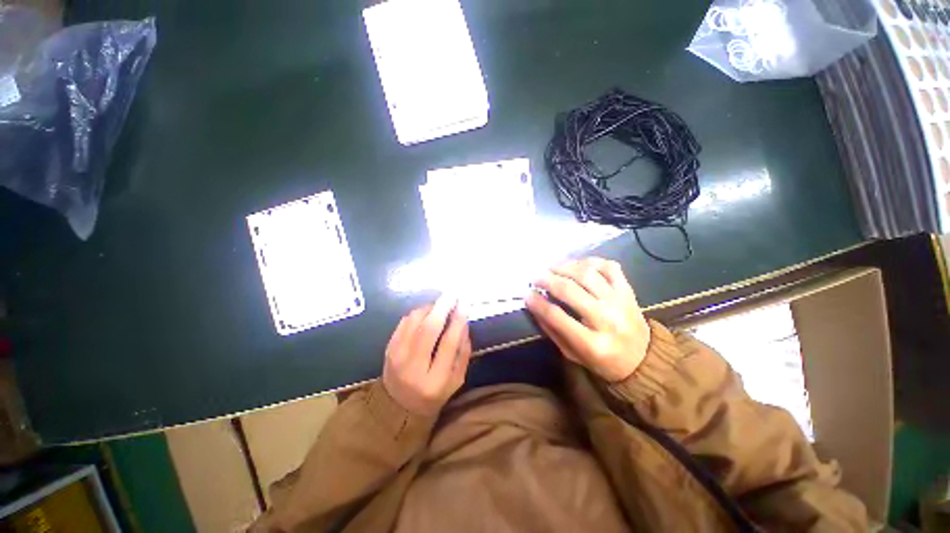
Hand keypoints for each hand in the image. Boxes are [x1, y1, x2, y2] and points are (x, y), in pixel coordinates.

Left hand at [383, 296, 471, 415]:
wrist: (398, 406)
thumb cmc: (434, 393)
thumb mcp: (456, 379)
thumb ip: (463, 352)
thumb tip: (463, 322)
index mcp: (434, 381)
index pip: (448, 344)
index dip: (458, 321)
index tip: (465, 304)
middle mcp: (412, 367)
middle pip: (428, 329)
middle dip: (443, 307)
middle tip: (453, 293)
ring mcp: (396, 356)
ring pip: (414, 321)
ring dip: (430, 308)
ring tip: (441, 306)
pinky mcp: (388, 348)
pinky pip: (404, 321)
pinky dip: (418, 313)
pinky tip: (427, 313)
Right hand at [526, 257, 649, 381]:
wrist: (643, 359)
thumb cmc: (602, 360)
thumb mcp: (572, 354)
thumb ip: (552, 329)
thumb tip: (534, 303)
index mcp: (592, 344)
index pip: (557, 316)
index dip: (538, 303)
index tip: (527, 294)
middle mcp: (607, 319)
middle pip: (570, 290)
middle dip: (548, 280)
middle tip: (536, 278)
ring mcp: (620, 302)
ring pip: (587, 274)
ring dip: (565, 267)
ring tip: (552, 268)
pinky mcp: (628, 290)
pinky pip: (609, 267)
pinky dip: (590, 261)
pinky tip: (577, 265)